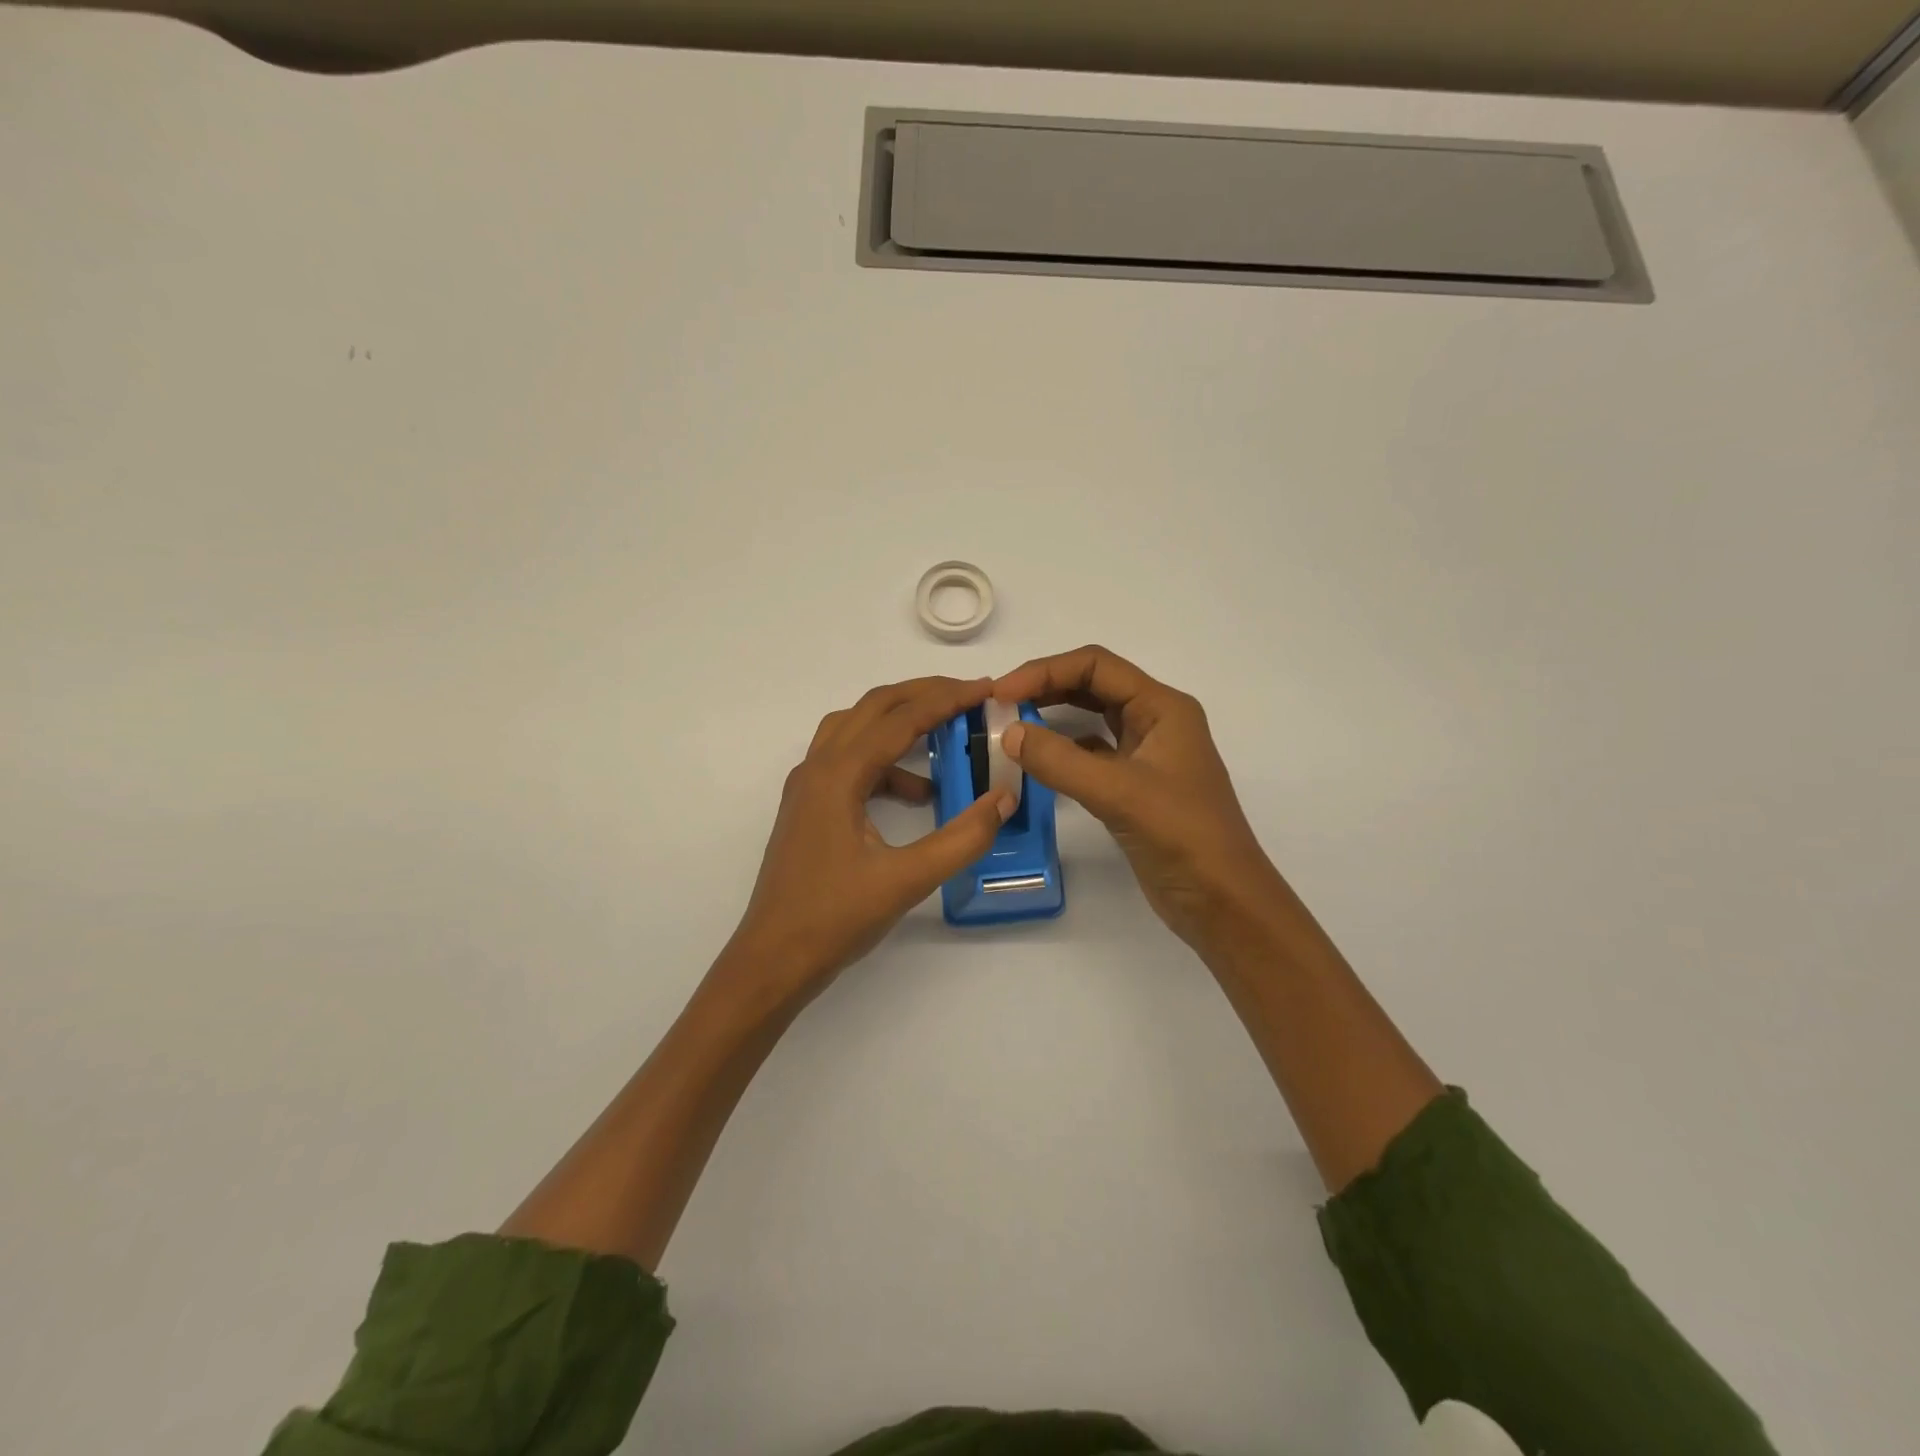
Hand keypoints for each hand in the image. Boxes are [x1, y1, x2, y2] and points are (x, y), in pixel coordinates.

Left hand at [721, 676, 1015, 1006]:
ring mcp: (808, 786)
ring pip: (857, 729)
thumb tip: (1005, 798)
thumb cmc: (835, 919)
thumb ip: (962, 838)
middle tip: (970, 695)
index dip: (947, 700)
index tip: (986, 689)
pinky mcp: (809, 806)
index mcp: (838, 775)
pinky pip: (850, 762)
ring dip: (901, 723)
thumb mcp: (907, 880)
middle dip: (923, 695)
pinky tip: (919, 794)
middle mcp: (818, 768)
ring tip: (947, 733)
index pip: (900, 719)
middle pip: (873, 708)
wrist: (773, 959)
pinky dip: (886, 763)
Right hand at [993, 646, 1279, 953]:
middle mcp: (1155, 722)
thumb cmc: (1182, 836)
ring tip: (1009, 726)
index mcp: (1162, 707)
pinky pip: (1091, 754)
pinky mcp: (1134, 786)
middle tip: (998, 706)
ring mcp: (1145, 755)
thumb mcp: (1118, 793)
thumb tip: (1007, 733)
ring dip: (1051, 717)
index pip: (1096, 666)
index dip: (1045, 671)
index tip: (1001, 693)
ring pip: (1090, 719)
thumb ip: (1060, 760)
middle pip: (1092, 686)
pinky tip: (1035, 762)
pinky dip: (1061, 752)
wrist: (1222, 901)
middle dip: (1045, 689)